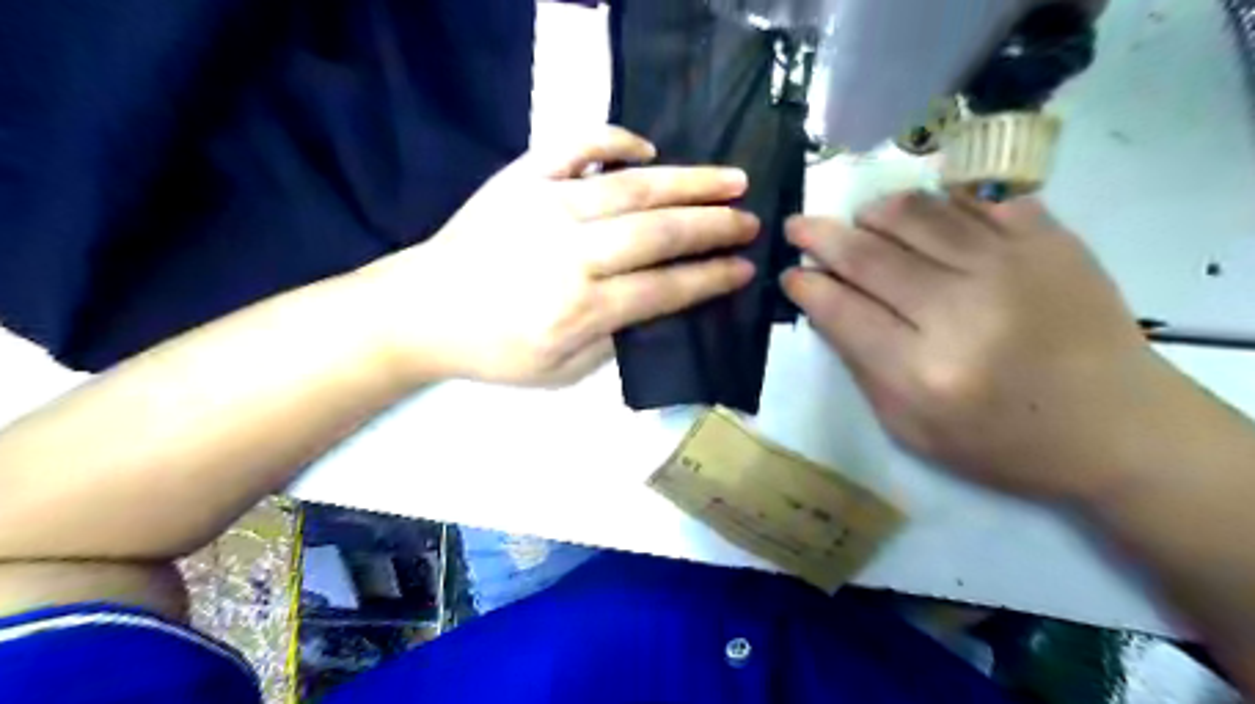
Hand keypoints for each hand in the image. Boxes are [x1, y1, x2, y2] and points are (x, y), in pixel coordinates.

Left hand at [350, 131, 753, 386]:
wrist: (423, 310)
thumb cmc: (493, 350)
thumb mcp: (558, 371)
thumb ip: (612, 339)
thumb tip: (655, 302)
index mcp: (580, 309)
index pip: (665, 289)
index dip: (711, 278)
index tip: (744, 267)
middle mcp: (571, 253)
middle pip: (659, 233)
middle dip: (714, 226)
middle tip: (750, 220)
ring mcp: (545, 206)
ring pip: (633, 188)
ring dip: (689, 182)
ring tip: (731, 178)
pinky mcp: (520, 178)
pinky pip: (574, 146)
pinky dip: (613, 140)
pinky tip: (646, 149)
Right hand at [782, 190, 1189, 502]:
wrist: (1119, 426)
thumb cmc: (1003, 442)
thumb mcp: (911, 429)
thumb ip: (861, 367)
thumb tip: (824, 307)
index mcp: (923, 371)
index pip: (841, 310)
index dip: (806, 286)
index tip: (790, 275)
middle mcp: (960, 311)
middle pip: (869, 256)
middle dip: (821, 237)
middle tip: (798, 228)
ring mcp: (1008, 266)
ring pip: (914, 216)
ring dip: (871, 213)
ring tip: (857, 221)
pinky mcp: (1048, 239)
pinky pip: (974, 197)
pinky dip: (933, 199)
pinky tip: (916, 211)